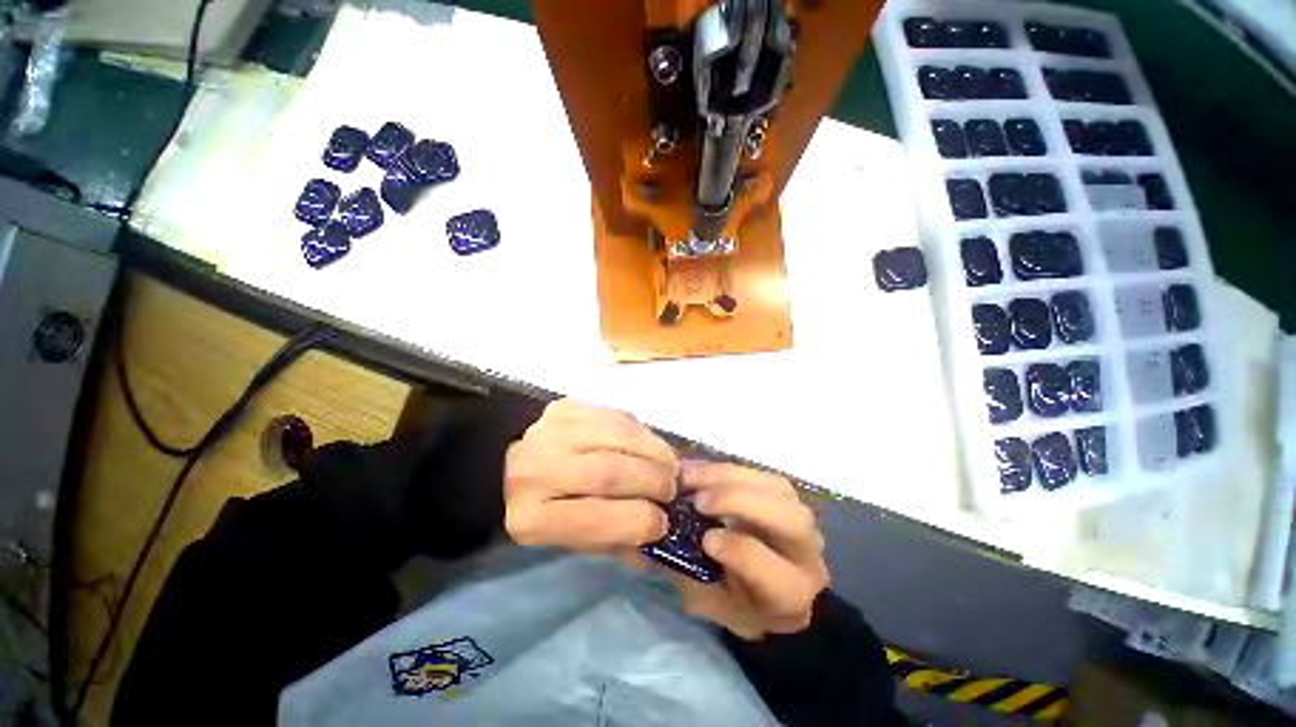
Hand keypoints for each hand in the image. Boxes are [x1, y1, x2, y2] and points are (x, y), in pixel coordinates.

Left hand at [504, 399, 677, 551]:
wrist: (507, 463)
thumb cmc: (546, 507)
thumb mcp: (572, 539)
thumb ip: (615, 537)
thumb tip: (661, 530)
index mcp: (532, 519)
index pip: (597, 519)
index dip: (642, 520)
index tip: (664, 522)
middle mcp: (537, 471)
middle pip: (610, 472)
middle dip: (654, 481)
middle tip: (672, 489)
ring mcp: (551, 431)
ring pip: (619, 436)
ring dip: (655, 452)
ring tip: (669, 466)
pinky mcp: (566, 406)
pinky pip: (617, 415)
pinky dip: (642, 432)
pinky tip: (651, 445)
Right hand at [672, 462, 828, 639]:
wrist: (777, 590)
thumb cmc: (743, 604)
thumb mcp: (715, 606)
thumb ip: (693, 577)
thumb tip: (664, 537)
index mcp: (790, 594)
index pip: (769, 567)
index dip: (735, 549)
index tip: (703, 538)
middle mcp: (807, 553)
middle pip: (789, 521)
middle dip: (740, 502)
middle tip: (698, 500)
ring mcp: (801, 517)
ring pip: (777, 488)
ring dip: (730, 476)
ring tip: (691, 476)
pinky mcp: (787, 494)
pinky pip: (763, 473)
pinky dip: (729, 469)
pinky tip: (700, 469)